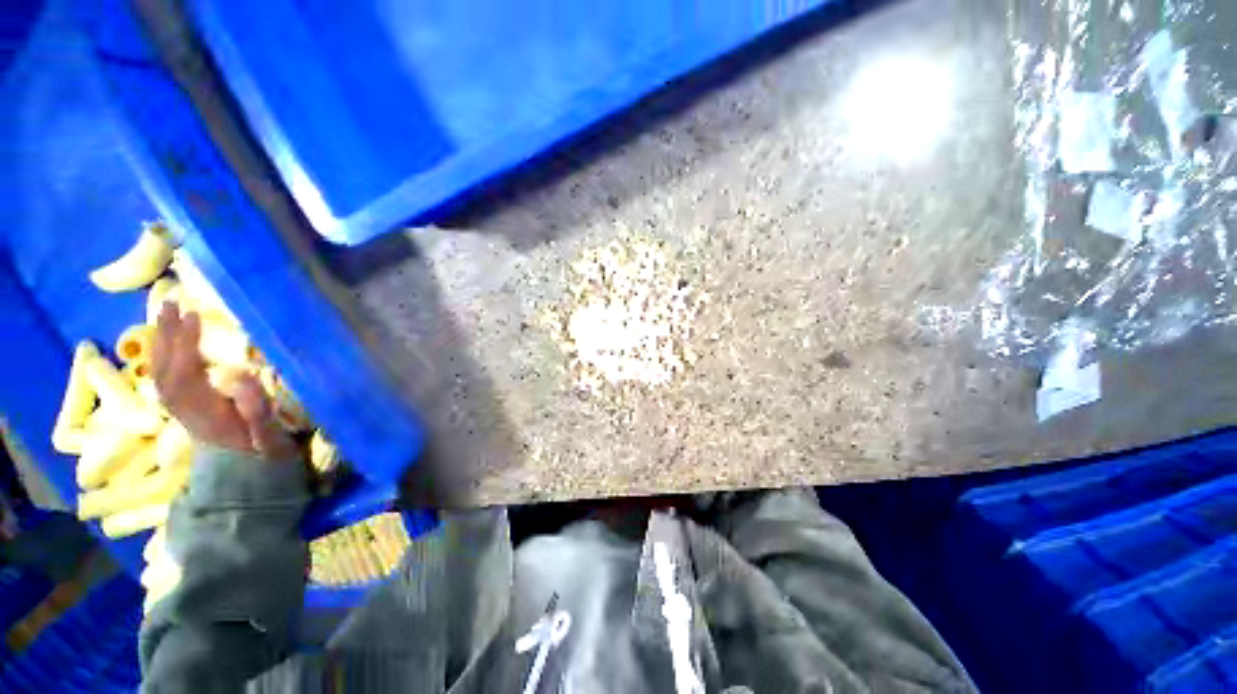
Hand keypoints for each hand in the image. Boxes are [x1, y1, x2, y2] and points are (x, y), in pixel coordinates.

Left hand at [152, 303, 297, 459]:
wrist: (245, 469)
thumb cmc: (261, 447)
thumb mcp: (266, 431)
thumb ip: (254, 407)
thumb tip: (239, 374)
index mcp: (203, 411)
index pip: (187, 373)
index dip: (187, 344)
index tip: (194, 315)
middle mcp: (183, 407)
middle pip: (166, 367)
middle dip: (165, 335)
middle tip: (170, 302)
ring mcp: (179, 406)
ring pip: (160, 370)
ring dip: (160, 340)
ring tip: (165, 312)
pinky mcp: (181, 404)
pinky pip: (163, 374)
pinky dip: (161, 353)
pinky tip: (165, 339)